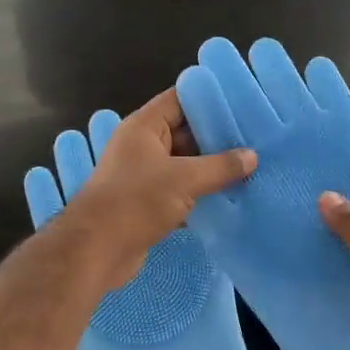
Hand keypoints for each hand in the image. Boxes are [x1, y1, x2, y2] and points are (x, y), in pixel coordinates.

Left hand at [60, 88, 256, 288]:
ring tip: (249, 167)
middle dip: (216, 137)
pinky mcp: (147, 203)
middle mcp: (142, 146)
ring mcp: (143, 176)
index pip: (179, 99)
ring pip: (184, 164)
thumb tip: (252, 156)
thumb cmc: (136, 201)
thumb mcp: (184, 179)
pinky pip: (180, 191)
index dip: (208, 98)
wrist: (95, 251)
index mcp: (144, 126)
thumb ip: (220, 166)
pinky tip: (230, 197)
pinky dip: (200, 193)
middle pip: (184, 132)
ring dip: (211, 169)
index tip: (241, 103)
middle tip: (254, 138)